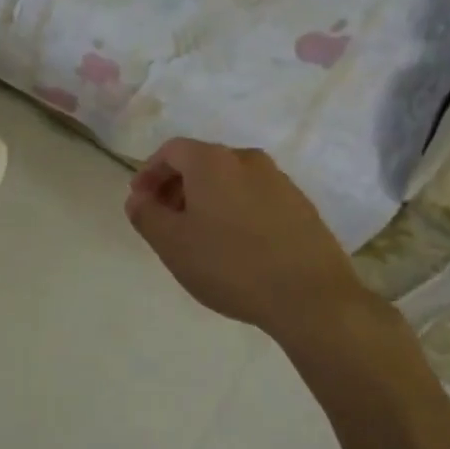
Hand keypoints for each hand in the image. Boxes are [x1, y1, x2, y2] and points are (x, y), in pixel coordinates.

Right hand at [124, 138, 379, 342]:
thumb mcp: (172, 244)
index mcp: (213, 161)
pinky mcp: (301, 206)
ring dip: (207, 199)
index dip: (149, 172)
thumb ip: (146, 215)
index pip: (171, 150)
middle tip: (165, 220)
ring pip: (230, 180)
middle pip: (201, 162)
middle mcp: (247, 159)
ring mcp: (279, 181)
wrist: (311, 298)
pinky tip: (235, 245)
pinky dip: (235, 210)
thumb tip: (138, 198)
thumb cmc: (230, 265)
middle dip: (177, 186)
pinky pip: (255, 197)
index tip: (140, 201)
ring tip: (199, 236)